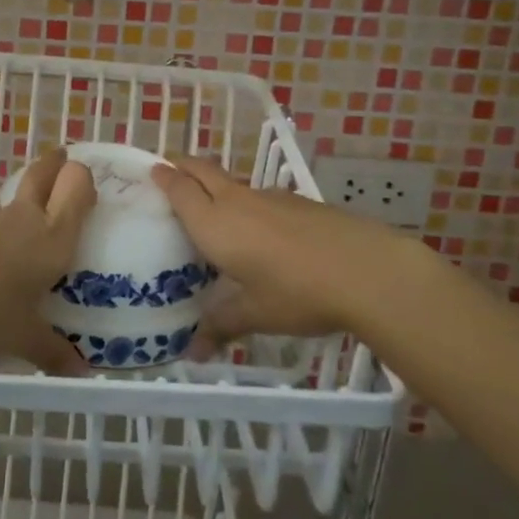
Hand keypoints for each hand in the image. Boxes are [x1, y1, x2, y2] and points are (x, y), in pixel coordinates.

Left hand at [0, 148, 95, 373]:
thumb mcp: (24, 339)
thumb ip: (53, 351)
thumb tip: (82, 373)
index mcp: (52, 240)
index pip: (75, 193)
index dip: (83, 180)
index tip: (88, 179)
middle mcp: (25, 220)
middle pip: (42, 177)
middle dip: (54, 164)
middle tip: (61, 155)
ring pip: (8, 190)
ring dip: (16, 183)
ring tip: (20, 180)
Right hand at [150, 155, 414, 351]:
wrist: (366, 270)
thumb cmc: (297, 293)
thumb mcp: (255, 315)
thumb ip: (221, 327)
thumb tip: (193, 353)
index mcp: (214, 223)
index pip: (180, 189)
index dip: (164, 178)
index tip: (152, 170)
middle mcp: (236, 201)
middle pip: (203, 170)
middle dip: (184, 165)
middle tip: (170, 167)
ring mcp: (270, 197)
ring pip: (233, 182)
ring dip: (216, 184)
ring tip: (213, 204)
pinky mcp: (299, 202)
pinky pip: (260, 195)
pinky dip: (247, 202)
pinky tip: (261, 228)